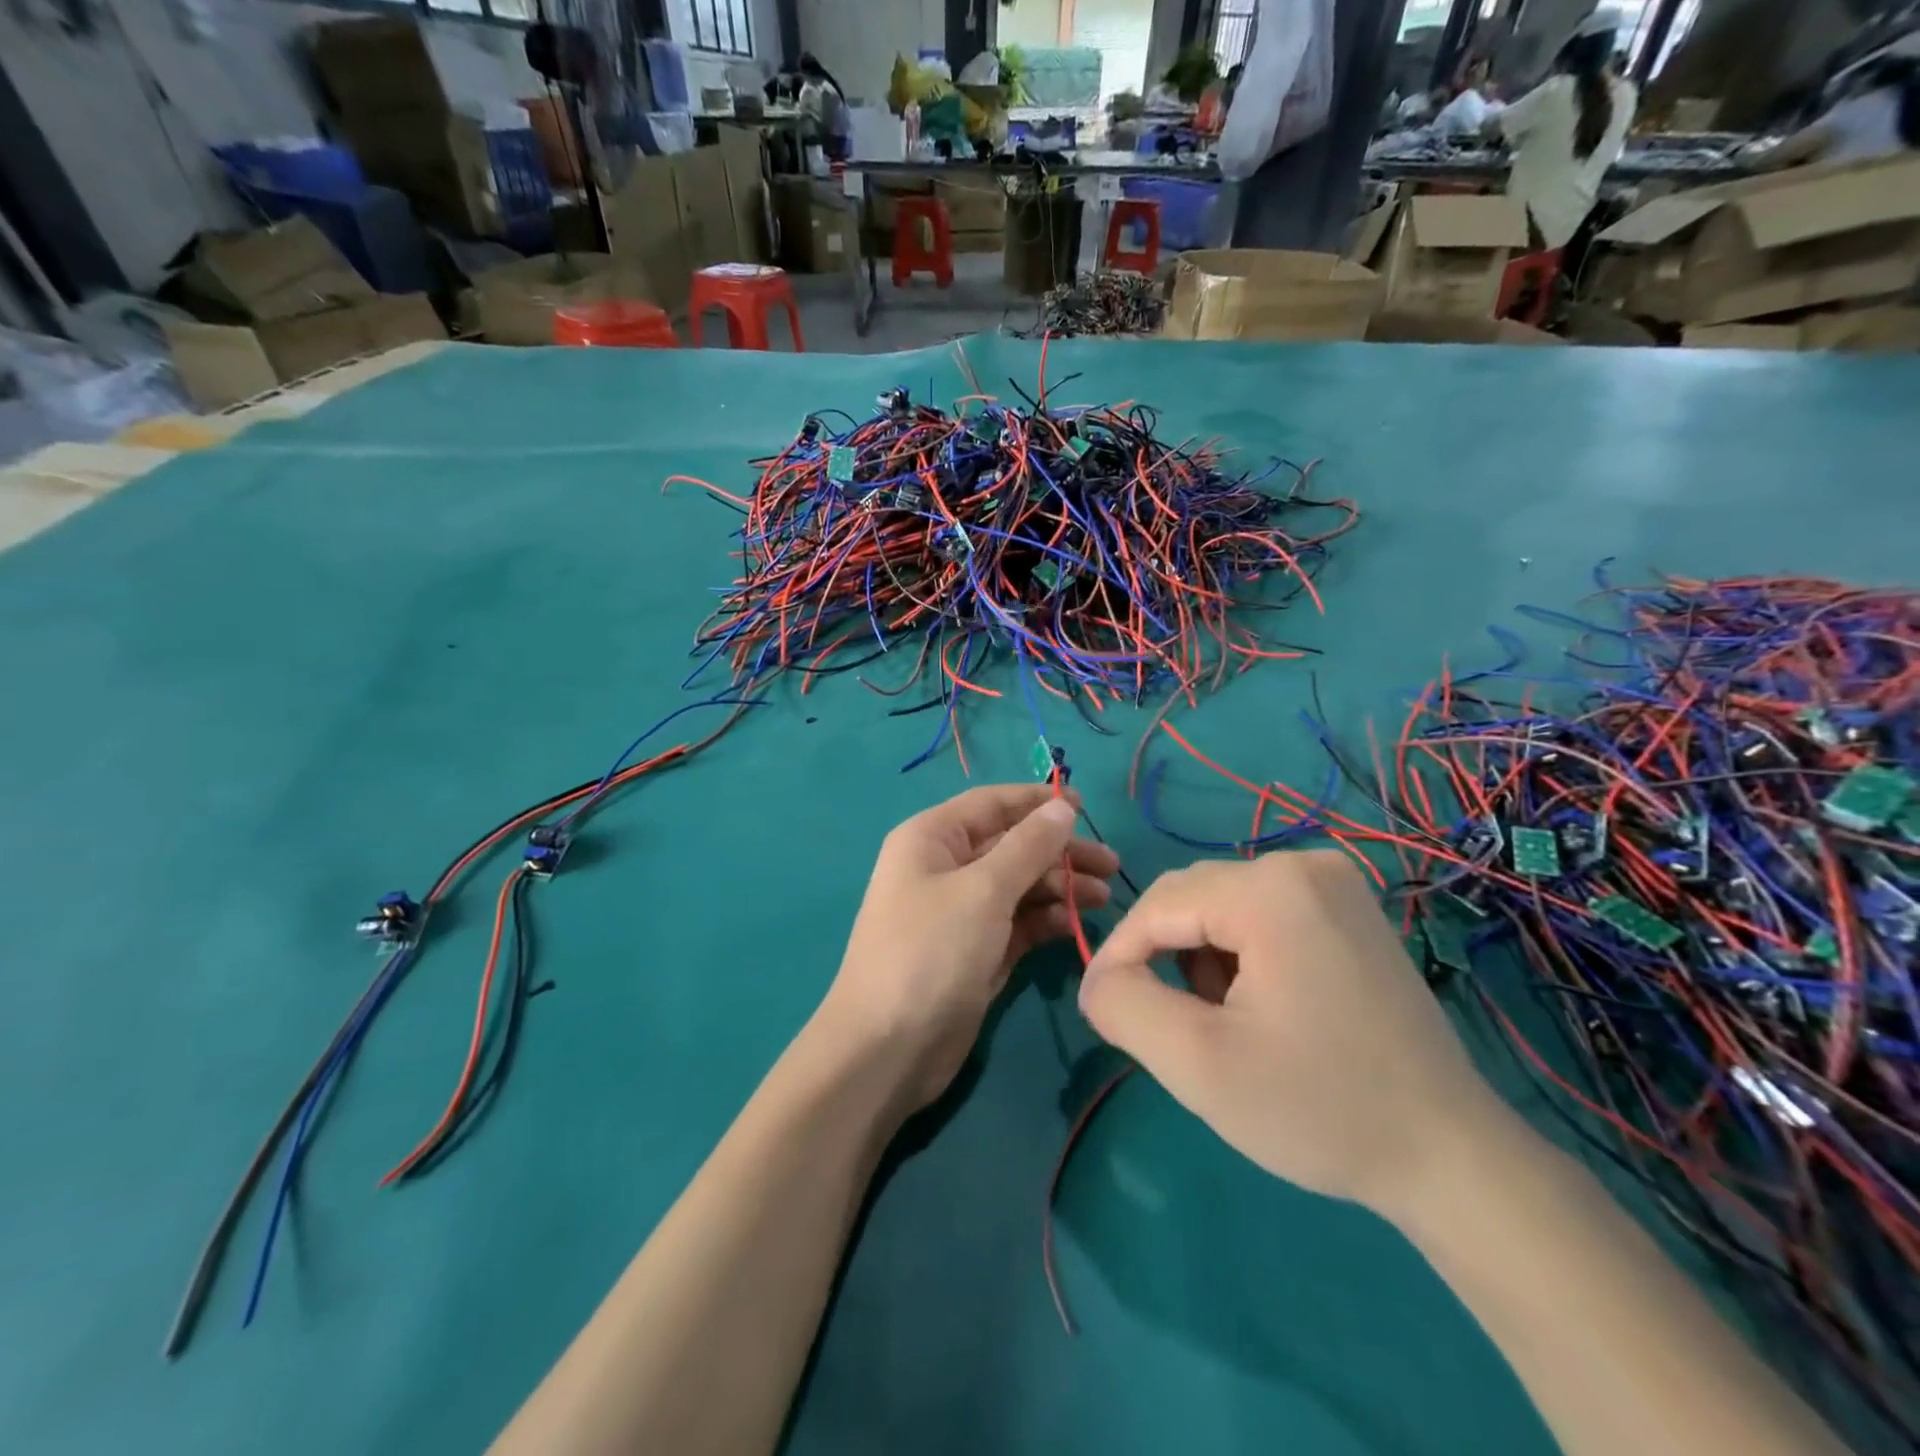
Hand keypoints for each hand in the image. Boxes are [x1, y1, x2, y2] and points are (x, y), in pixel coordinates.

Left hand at [819, 785, 1119, 1111]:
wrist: (889, 1049)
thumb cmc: (930, 952)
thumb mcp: (982, 891)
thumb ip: (1027, 847)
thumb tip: (1061, 807)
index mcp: (932, 839)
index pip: (991, 804)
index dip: (1037, 801)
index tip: (1085, 805)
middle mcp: (945, 868)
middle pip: (1011, 845)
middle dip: (1059, 851)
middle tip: (1110, 865)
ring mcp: (962, 912)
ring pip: (1019, 885)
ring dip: (1060, 887)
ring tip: (1103, 897)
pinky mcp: (977, 951)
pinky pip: (1018, 922)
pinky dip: (1046, 919)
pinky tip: (1078, 922)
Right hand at [1076, 851, 1506, 1218]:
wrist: (1449, 1156)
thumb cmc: (1319, 1108)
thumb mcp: (1198, 1064)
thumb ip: (1124, 1006)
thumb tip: (1097, 979)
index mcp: (1270, 888)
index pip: (1157, 905)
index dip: (1119, 956)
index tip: (1108, 1011)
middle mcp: (1304, 863)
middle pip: (1191, 898)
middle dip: (1168, 958)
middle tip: (1181, 1028)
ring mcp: (1335, 881)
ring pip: (1222, 905)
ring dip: (1203, 957)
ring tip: (1230, 1022)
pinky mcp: (1351, 907)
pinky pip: (1262, 911)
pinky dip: (1241, 952)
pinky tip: (1267, 1006)